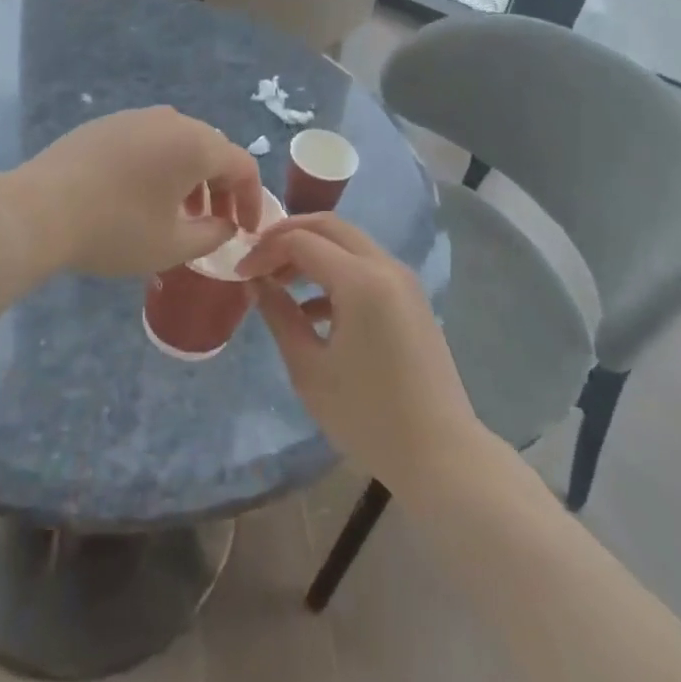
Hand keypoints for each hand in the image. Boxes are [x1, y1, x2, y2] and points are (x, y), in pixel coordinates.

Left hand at [0, 106, 264, 277]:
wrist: (39, 210)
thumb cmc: (115, 229)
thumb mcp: (172, 246)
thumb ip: (212, 235)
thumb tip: (226, 225)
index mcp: (196, 144)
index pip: (242, 165)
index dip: (252, 199)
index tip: (246, 230)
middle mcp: (171, 120)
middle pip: (212, 149)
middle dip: (222, 187)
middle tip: (216, 222)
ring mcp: (136, 117)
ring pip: (179, 143)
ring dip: (190, 176)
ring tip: (179, 212)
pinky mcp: (107, 124)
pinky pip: (149, 141)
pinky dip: (160, 165)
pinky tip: (142, 195)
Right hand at [239, 214, 480, 492]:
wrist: (440, 455)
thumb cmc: (368, 415)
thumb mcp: (310, 369)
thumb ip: (280, 317)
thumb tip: (257, 283)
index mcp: (361, 280)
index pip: (302, 240)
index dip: (266, 250)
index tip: (240, 273)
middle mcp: (385, 266)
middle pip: (329, 226)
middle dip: (289, 235)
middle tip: (258, 259)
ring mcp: (403, 281)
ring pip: (349, 243)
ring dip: (312, 251)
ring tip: (278, 282)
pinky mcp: (410, 299)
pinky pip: (366, 267)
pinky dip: (335, 272)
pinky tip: (311, 309)